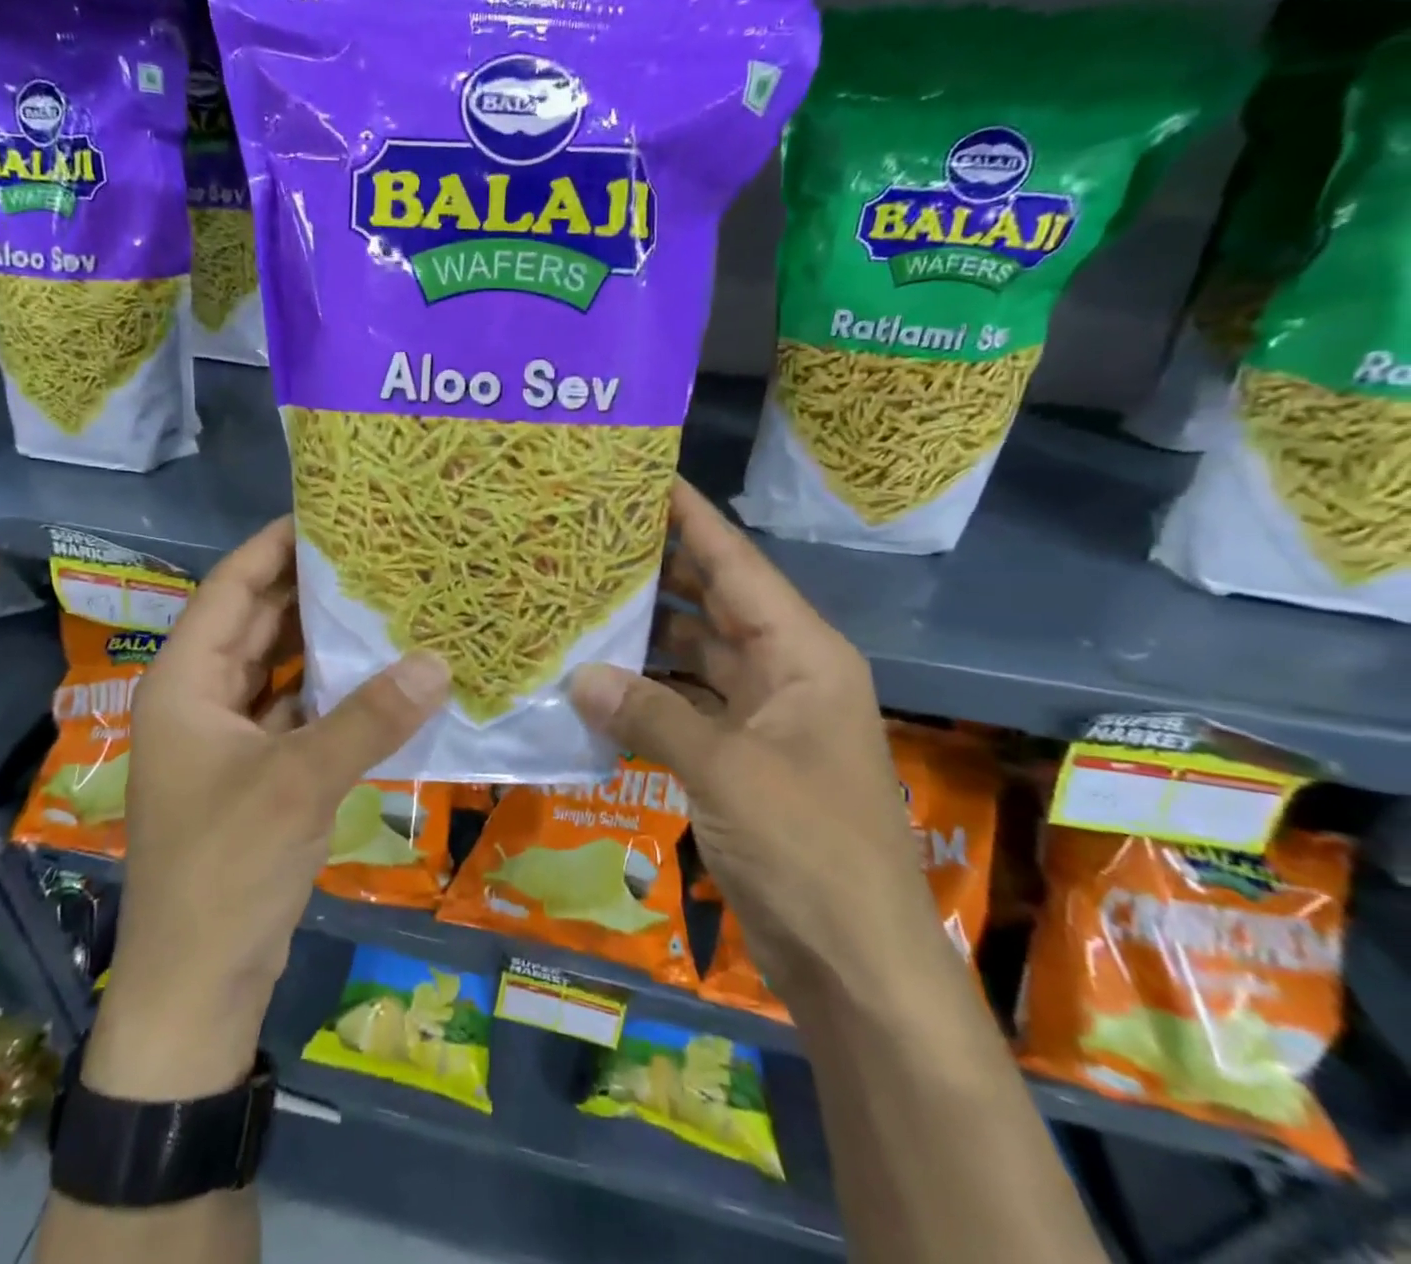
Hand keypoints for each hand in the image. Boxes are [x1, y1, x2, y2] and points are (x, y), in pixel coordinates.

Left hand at [85, 517, 449, 1100]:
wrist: (198, 984)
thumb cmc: (227, 869)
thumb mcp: (300, 784)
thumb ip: (369, 719)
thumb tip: (438, 662)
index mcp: (185, 682)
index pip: (231, 589)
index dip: (275, 546)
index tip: (330, 514)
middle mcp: (201, 697)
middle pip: (257, 622)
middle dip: (311, 587)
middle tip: (375, 553)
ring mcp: (229, 736)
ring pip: (280, 665)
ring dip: (325, 638)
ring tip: (385, 600)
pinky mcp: (257, 769)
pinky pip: (297, 707)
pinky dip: (332, 688)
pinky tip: (380, 673)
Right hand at [569, 481, 945, 1012]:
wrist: (857, 962)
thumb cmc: (808, 849)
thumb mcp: (726, 771)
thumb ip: (650, 715)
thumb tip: (580, 676)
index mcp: (802, 654)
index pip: (738, 564)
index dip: (692, 517)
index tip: (645, 476)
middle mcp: (785, 672)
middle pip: (715, 601)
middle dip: (661, 568)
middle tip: (594, 537)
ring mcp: (762, 717)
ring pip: (697, 654)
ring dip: (648, 634)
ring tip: (583, 599)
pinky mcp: (740, 758)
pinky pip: (687, 704)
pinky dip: (648, 693)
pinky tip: (598, 681)